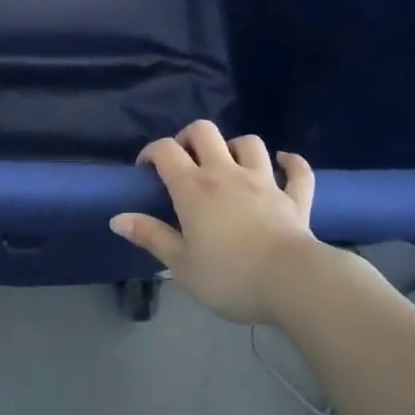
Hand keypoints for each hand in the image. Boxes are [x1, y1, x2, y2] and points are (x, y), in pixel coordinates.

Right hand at [111, 120, 320, 323]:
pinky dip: (290, 162)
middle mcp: (226, 173)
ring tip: (229, 164)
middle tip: (185, 161)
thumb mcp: (181, 264)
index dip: (152, 152)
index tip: (146, 170)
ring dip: (236, 147)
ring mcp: (263, 181)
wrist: (292, 283)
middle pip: (204, 131)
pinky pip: (297, 171)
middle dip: (190, 138)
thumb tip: (116, 218)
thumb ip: (151, 237)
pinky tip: (283, 162)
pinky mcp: (294, 198)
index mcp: (193, 188)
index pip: (165, 150)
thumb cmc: (230, 276)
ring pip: (249, 143)